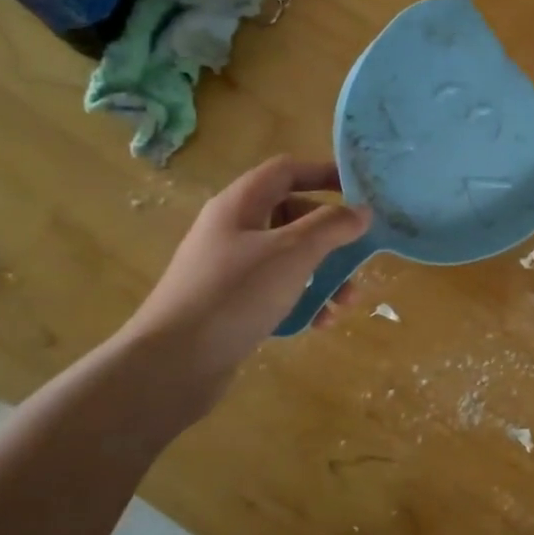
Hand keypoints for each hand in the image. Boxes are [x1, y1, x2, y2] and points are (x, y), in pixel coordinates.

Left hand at [114, 156, 369, 418]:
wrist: (172, 363)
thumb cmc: (235, 294)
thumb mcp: (292, 254)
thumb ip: (331, 227)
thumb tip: (362, 210)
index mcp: (241, 204)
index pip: (287, 171)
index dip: (324, 174)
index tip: (360, 192)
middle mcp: (233, 229)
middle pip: (292, 215)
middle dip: (331, 235)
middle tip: (360, 253)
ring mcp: (229, 268)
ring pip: (288, 257)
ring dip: (323, 273)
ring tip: (346, 301)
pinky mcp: (230, 303)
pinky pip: (276, 290)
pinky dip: (302, 300)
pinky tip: (320, 322)